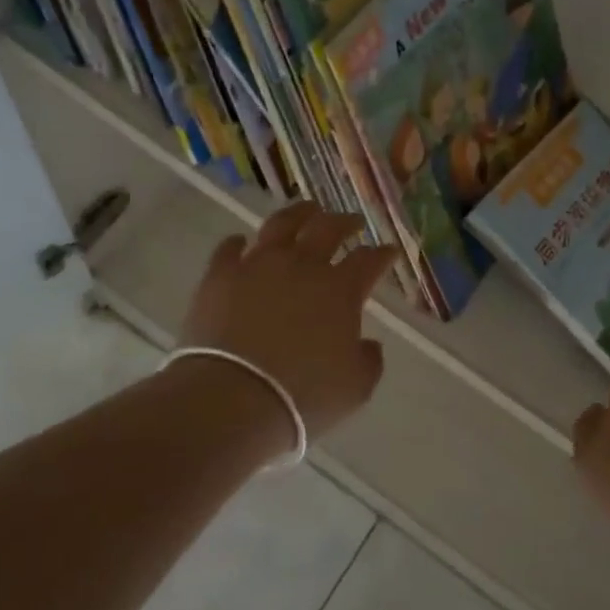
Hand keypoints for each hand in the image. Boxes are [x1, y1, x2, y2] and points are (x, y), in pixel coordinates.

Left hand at [179, 202, 399, 439]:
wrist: (231, 399)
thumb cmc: (301, 397)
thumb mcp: (354, 389)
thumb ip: (368, 361)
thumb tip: (368, 344)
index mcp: (340, 289)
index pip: (369, 260)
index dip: (382, 254)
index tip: (389, 252)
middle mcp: (302, 265)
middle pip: (327, 229)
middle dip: (344, 222)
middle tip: (352, 222)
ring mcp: (258, 265)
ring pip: (281, 225)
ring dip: (298, 214)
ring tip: (306, 210)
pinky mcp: (220, 276)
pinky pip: (229, 249)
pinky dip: (238, 243)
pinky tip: (241, 242)